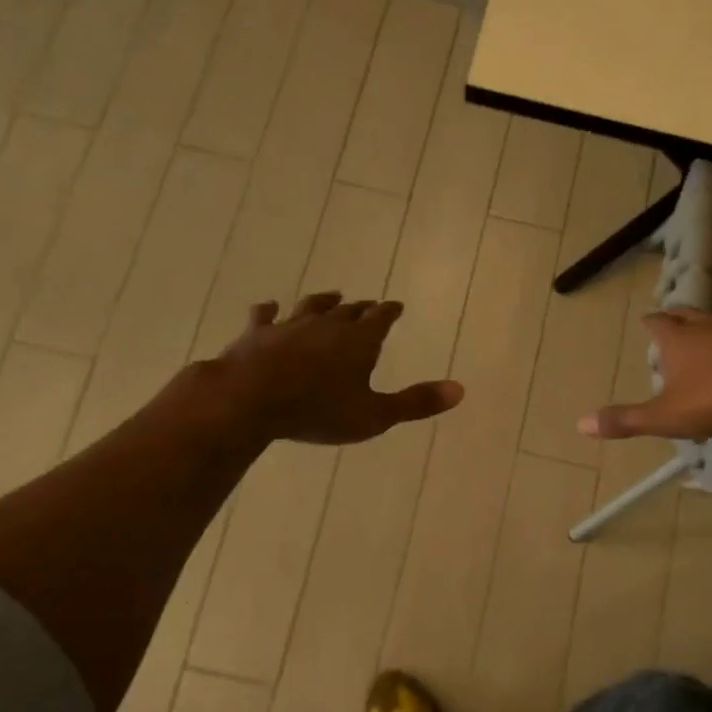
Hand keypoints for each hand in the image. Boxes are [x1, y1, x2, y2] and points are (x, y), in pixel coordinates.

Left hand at [217, 293, 463, 444]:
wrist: (250, 399)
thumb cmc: (319, 410)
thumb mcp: (375, 415)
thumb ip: (415, 402)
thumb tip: (460, 390)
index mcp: (359, 341)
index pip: (381, 318)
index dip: (390, 311)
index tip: (396, 305)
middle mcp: (327, 325)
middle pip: (348, 310)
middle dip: (361, 308)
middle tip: (369, 304)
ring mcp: (289, 326)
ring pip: (311, 307)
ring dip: (323, 301)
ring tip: (332, 295)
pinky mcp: (257, 334)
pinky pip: (264, 316)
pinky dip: (269, 311)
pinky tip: (269, 307)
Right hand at [579, 308, 711, 440]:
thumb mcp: (665, 416)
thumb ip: (626, 420)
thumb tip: (581, 424)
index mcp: (677, 340)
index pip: (657, 324)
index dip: (650, 324)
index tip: (646, 322)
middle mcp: (706, 326)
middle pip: (686, 314)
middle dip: (676, 317)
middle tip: (671, 320)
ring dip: (709, 327)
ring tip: (706, 336)